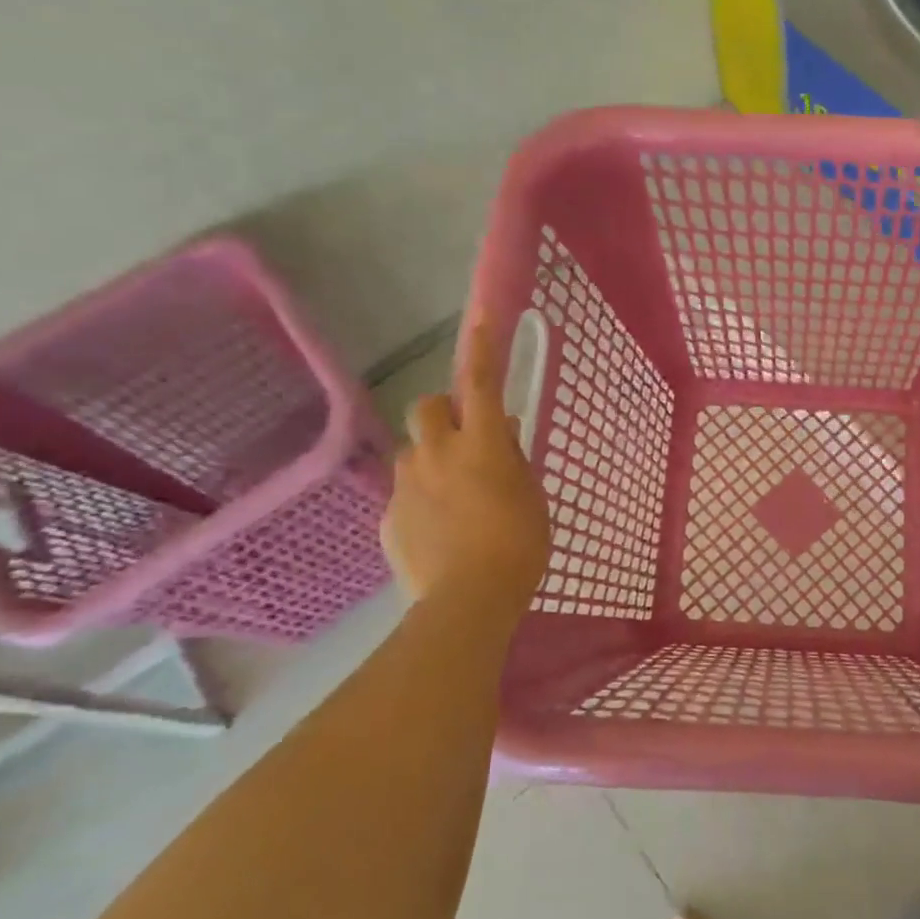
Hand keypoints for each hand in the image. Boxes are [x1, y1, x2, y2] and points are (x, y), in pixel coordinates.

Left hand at [380, 324, 549, 614]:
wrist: (468, 600)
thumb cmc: (519, 544)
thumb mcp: (531, 496)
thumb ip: (512, 458)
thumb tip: (500, 432)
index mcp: (481, 444)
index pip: (480, 382)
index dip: (481, 348)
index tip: (479, 317)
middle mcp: (436, 453)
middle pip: (427, 408)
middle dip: (443, 413)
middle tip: (465, 439)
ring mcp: (406, 485)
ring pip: (414, 453)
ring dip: (432, 460)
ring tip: (455, 497)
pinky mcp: (388, 517)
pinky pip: (404, 494)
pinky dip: (422, 500)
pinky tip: (440, 532)